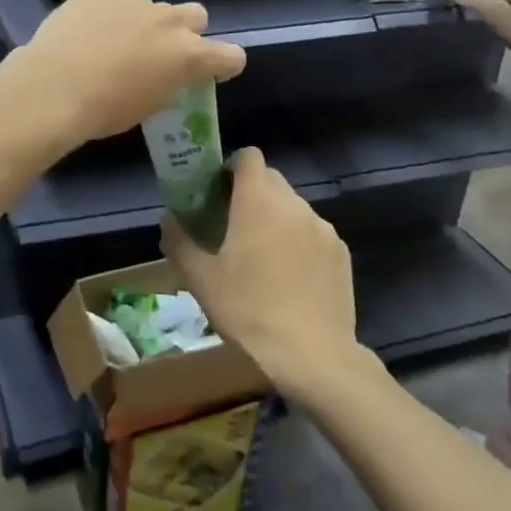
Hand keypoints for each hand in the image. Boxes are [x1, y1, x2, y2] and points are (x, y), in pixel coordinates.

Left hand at [7, 0, 245, 147]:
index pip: (231, 55)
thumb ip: (167, 84)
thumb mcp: (148, 107)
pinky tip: (85, 25)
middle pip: (196, 16)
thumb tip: (162, 74)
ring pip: (150, 6)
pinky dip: (106, 7)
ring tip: (106, 41)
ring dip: (139, 21)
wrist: (53, 88)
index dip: (223, 64)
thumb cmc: (104, 111)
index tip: (210, 73)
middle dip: (183, 32)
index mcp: (189, 56)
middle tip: (156, 52)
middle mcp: (171, 21)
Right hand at [161, 148, 358, 394]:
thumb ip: (180, 241)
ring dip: (276, 220)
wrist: (313, 354)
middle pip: (270, 180)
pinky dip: (300, 243)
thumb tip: (169, 220)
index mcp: (258, 200)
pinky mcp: (341, 252)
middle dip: (251, 195)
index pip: (248, 156)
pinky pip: (314, 234)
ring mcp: (322, 227)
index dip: (231, 167)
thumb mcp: (201, 279)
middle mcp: (294, 203)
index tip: (218, 193)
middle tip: (233, 228)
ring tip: (263, 259)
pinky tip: (291, 279)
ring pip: (293, 208)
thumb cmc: (249, 310)